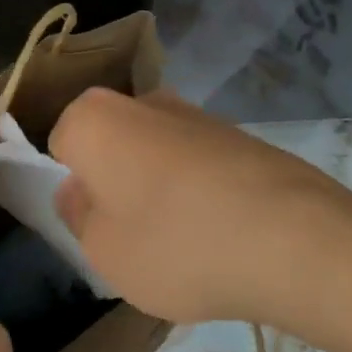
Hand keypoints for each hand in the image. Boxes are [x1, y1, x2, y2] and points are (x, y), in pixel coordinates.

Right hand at [48, 87, 351, 327]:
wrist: (291, 236)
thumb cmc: (175, 243)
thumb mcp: (103, 251)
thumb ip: (78, 216)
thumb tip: (79, 190)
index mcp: (96, 117)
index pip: (60, 144)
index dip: (73, 186)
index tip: (93, 224)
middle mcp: (142, 100)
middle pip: (111, 143)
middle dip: (114, 182)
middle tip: (132, 236)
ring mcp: (194, 112)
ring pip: (154, 152)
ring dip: (158, 187)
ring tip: (183, 243)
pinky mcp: (236, 132)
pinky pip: (196, 162)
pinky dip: (198, 190)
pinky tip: (220, 233)